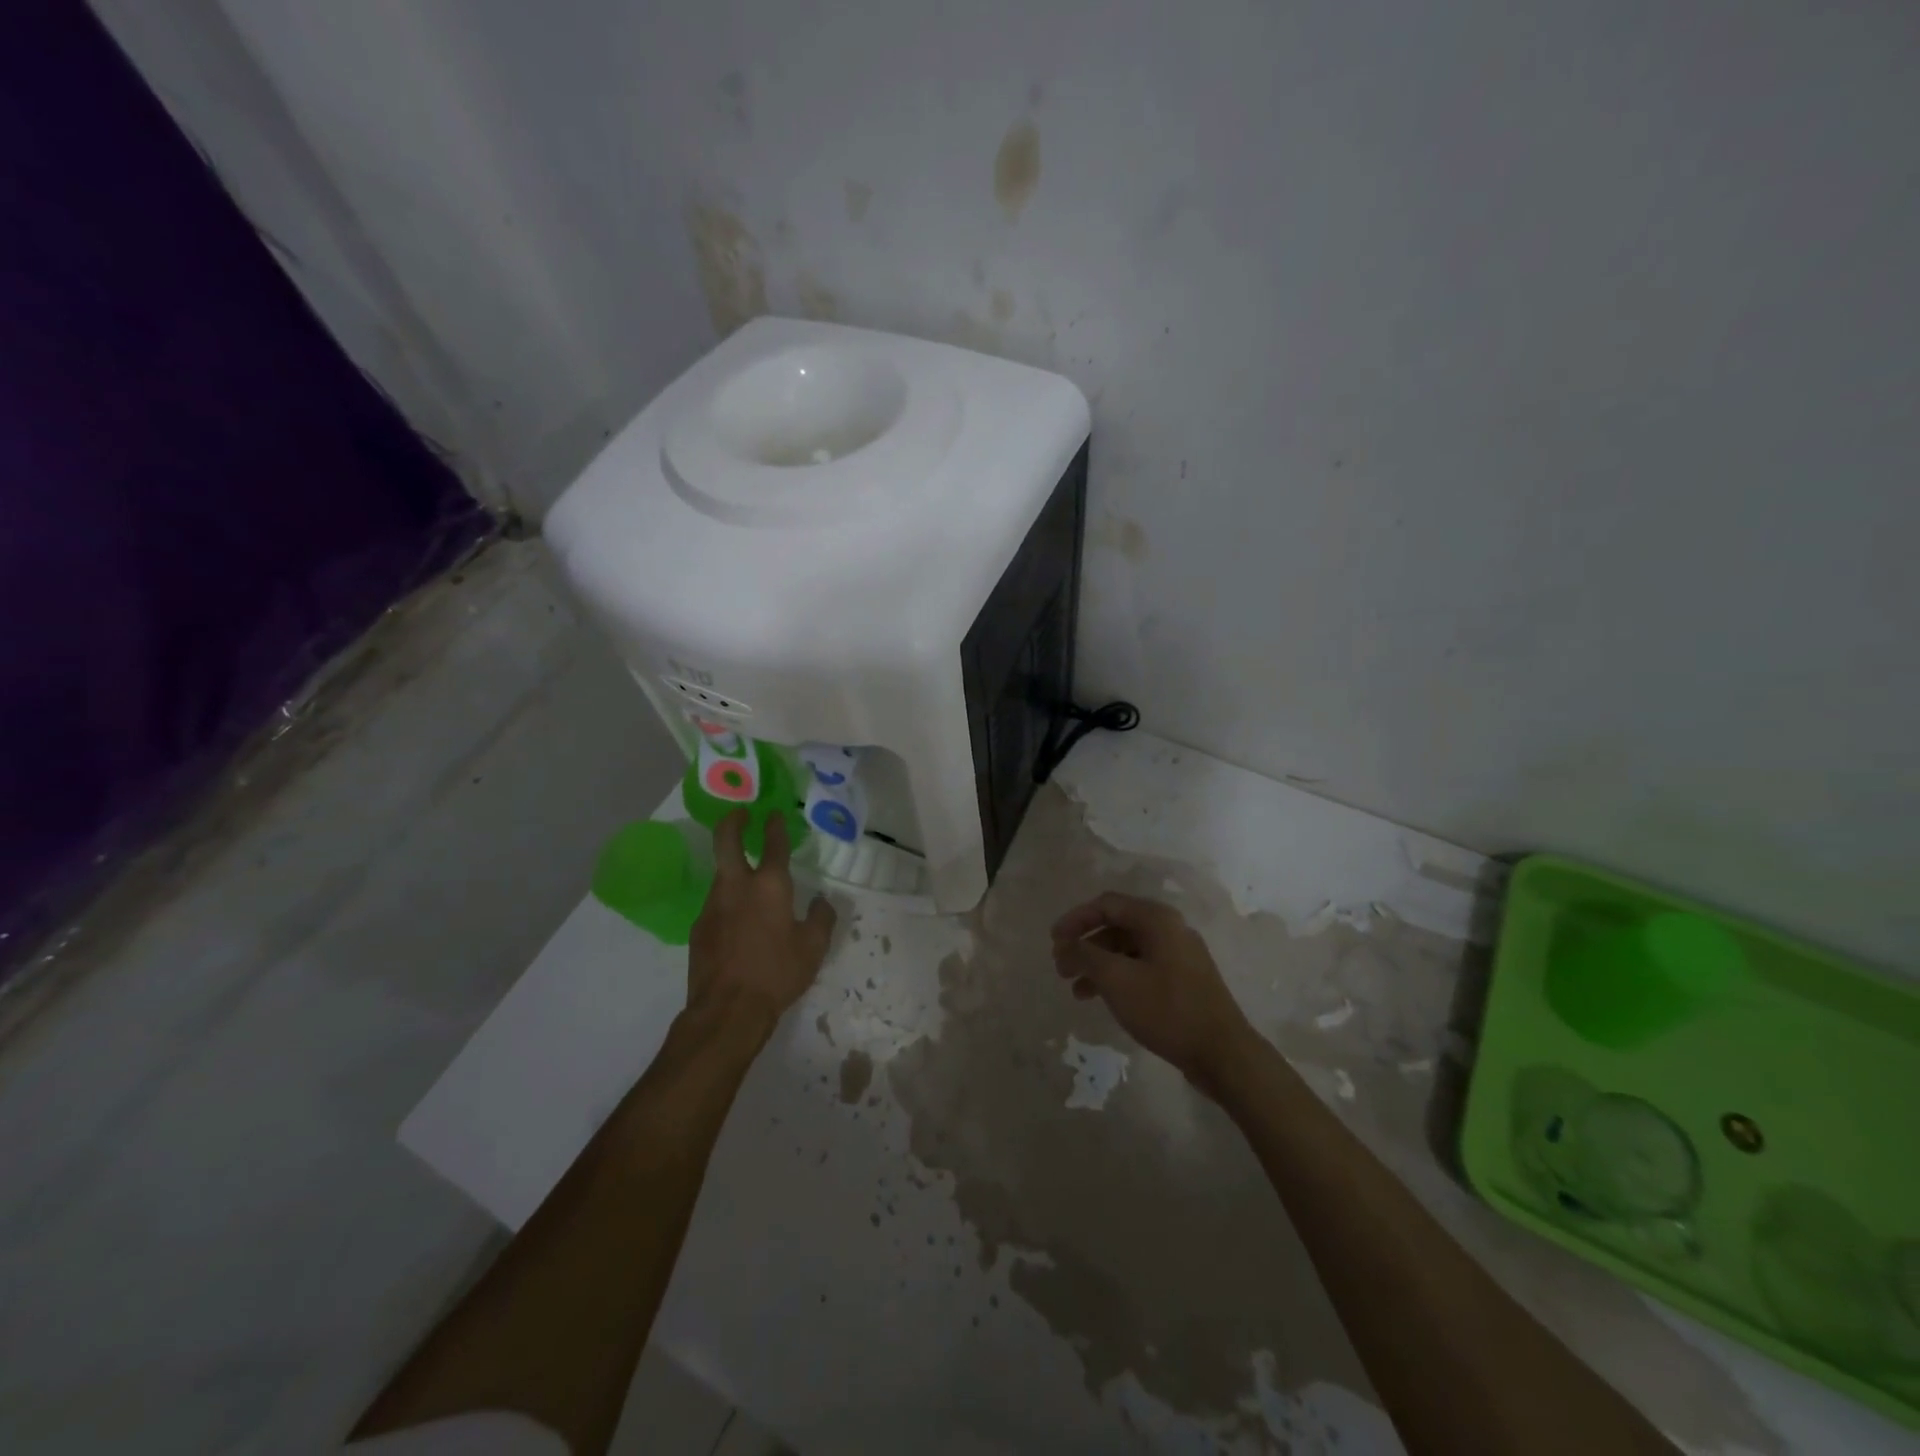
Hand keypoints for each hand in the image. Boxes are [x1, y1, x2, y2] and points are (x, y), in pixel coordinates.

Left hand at [687, 811, 835, 1039]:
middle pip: (726, 841)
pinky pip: (716, 905)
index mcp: (770, 886)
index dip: (775, 826)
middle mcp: (737, 887)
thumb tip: (822, 902)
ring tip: (748, 881)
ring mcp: (713, 906)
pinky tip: (738, 922)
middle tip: (741, 815)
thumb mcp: (813, 948)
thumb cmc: (777, 974)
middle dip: (733, 822)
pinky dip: (728, 902)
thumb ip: (821, 918)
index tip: (774, 814)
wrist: (727, 1010)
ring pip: (721, 875)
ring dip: (733, 868)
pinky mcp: (699, 928)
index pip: (774, 844)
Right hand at [1051, 892, 1257, 1095]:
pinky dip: (1118, 978)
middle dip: (1085, 945)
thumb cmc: (1167, 1009)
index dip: (1075, 919)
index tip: (1053, 941)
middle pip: (1117, 926)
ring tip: (1077, 991)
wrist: (1223, 1053)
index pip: (1106, 904)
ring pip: (1128, 950)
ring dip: (1099, 965)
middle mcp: (1170, 929)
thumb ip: (1085, 956)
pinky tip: (1104, 1000)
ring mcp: (1180, 955)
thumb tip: (1065, 945)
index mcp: (1157, 919)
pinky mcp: (1184, 980)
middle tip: (1061, 968)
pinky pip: (1142, 968)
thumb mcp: (1117, 980)